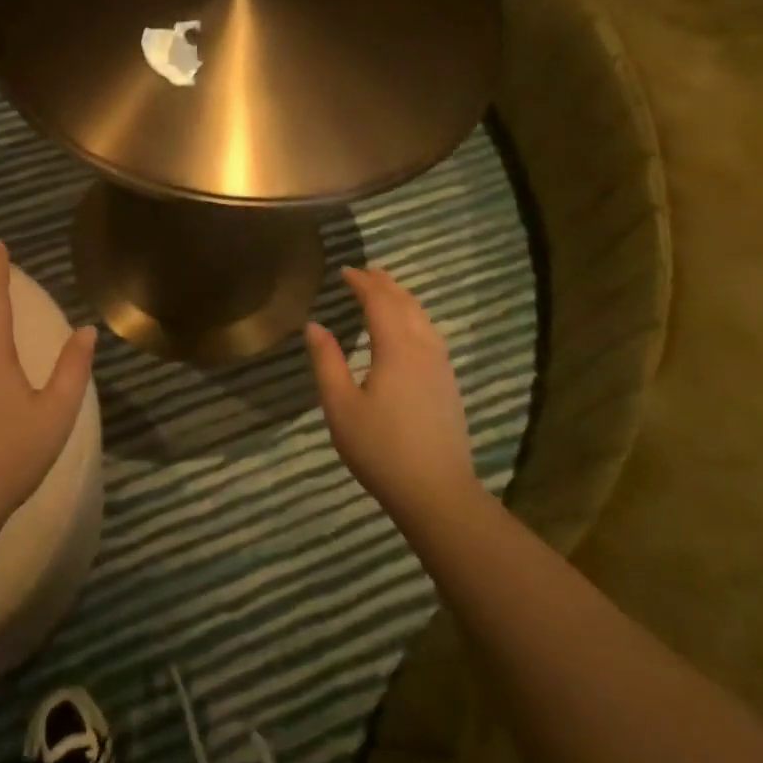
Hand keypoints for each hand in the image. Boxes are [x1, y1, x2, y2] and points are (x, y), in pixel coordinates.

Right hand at [306, 266, 475, 520]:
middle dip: (385, 284)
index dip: (362, 283)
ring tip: (387, 291)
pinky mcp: (448, 385)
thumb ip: (326, 361)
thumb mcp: (340, 406)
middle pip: (406, 304)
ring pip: (423, 319)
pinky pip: (431, 335)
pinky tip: (410, 330)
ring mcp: (441, 367)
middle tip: (366, 272)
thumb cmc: (380, 449)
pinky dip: (416, 318)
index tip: (345, 271)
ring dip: (403, 299)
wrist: (436, 492)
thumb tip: (314, 326)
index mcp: (396, 349)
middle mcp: (423, 349)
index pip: (379, 302)